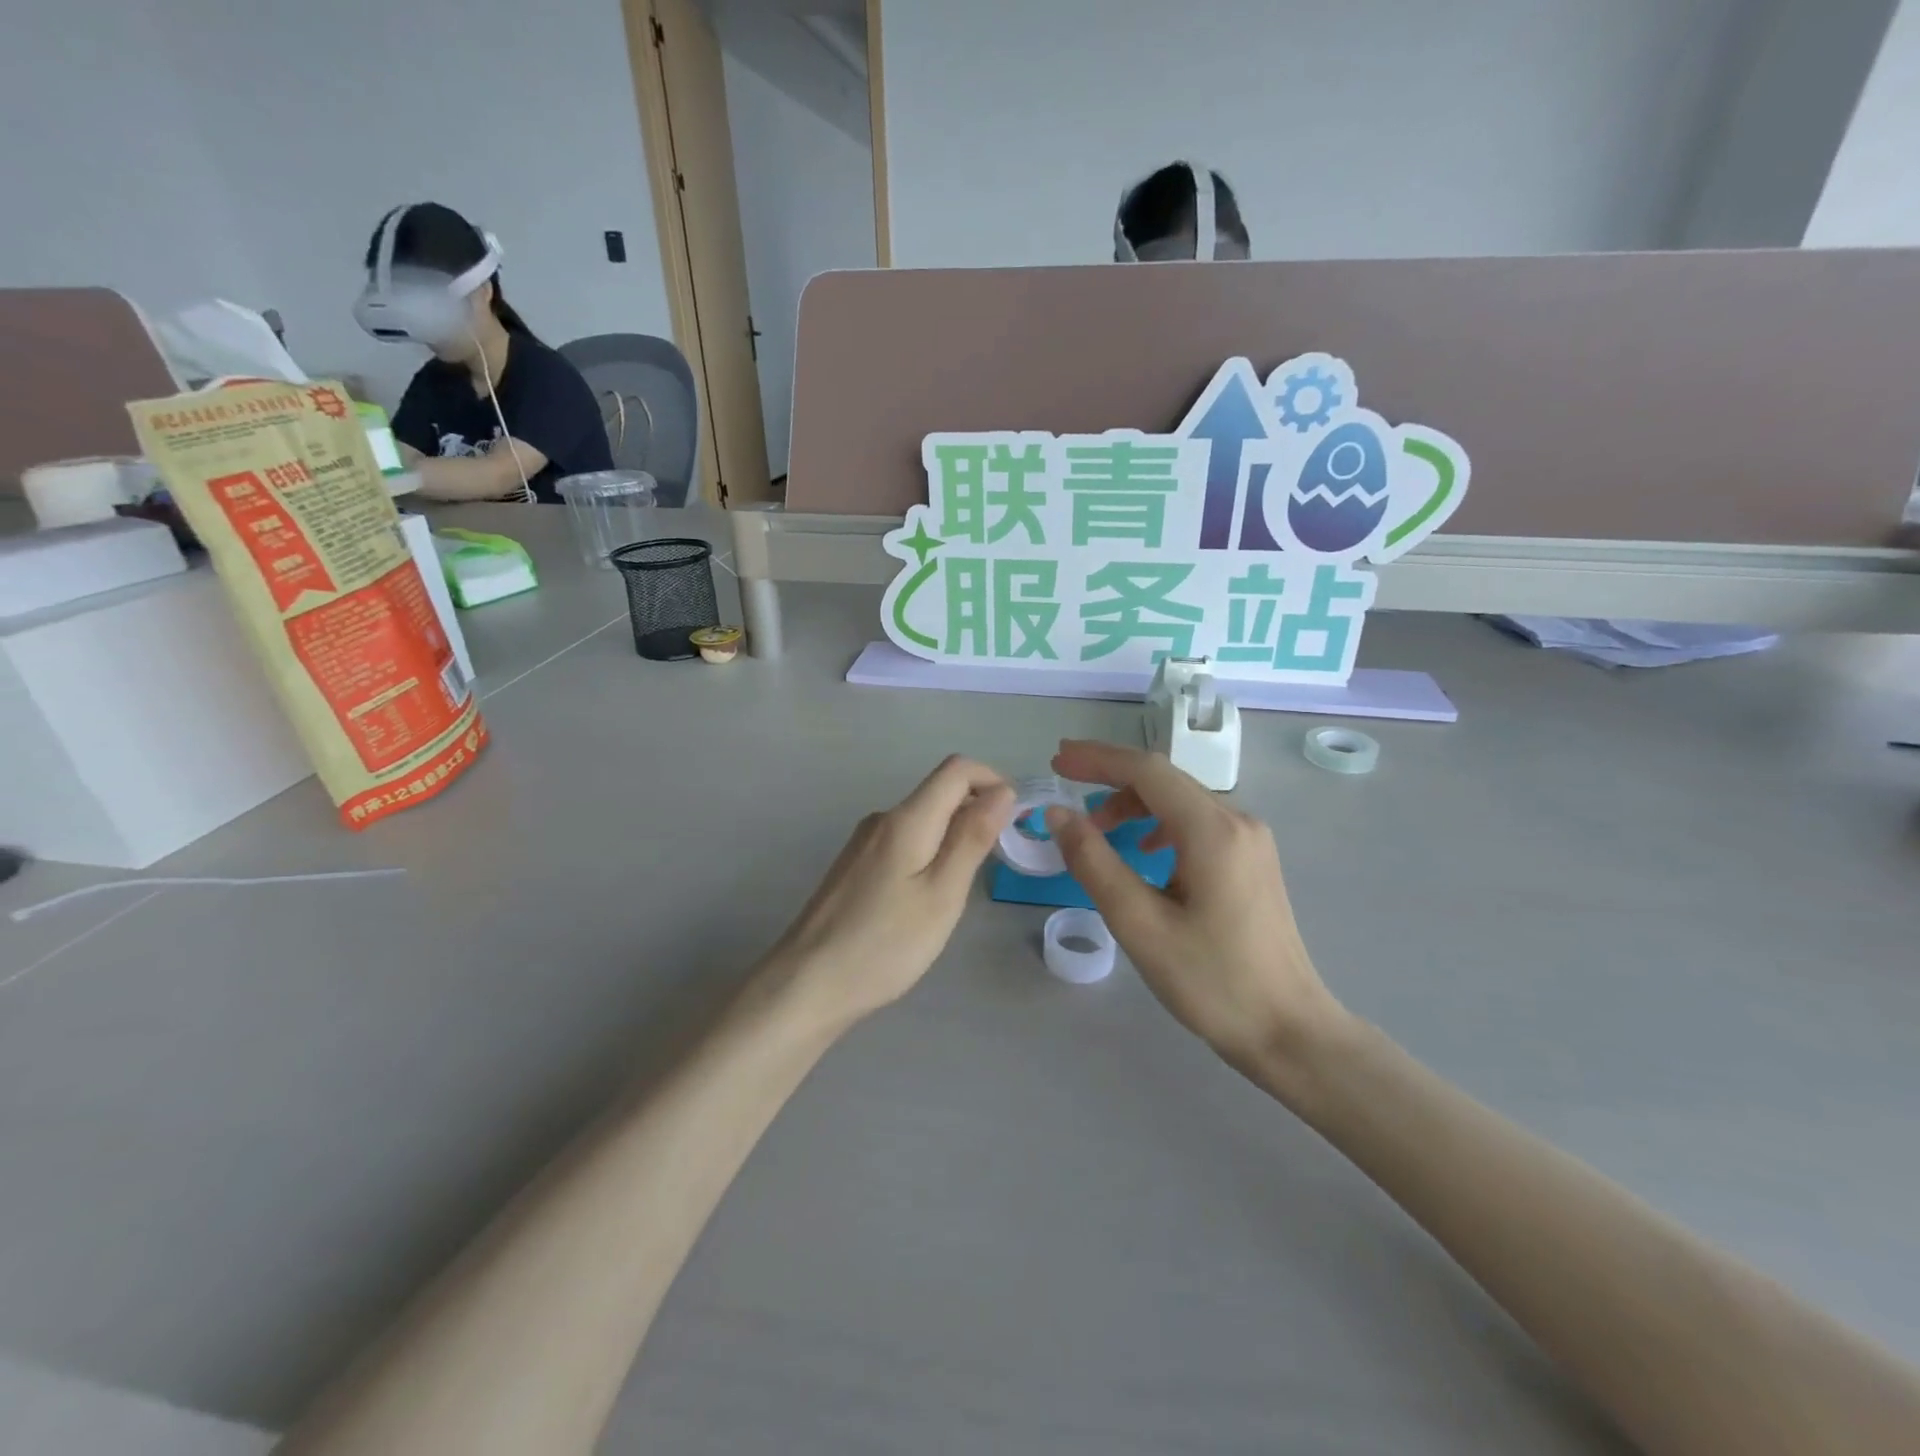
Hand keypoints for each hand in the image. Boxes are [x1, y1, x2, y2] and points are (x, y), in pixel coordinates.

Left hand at [761, 756, 1014, 1029]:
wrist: (807, 984)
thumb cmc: (884, 944)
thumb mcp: (942, 894)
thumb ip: (972, 838)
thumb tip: (1002, 790)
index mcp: (905, 819)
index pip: (957, 769)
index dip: (993, 781)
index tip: (1012, 822)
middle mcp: (882, 819)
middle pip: (939, 792)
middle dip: (976, 812)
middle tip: (992, 865)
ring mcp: (863, 843)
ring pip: (922, 820)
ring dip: (953, 837)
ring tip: (958, 892)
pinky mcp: (854, 866)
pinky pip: (903, 842)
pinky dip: (928, 854)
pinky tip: (924, 901)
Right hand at [1044, 740, 1346, 1074]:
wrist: (1289, 1032)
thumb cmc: (1212, 981)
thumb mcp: (1139, 924)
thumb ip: (1094, 862)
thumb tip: (1058, 815)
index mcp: (1213, 830)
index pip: (1147, 770)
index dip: (1098, 759)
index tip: (1057, 760)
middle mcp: (1238, 821)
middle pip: (1165, 779)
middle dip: (1111, 775)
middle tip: (1065, 781)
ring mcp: (1251, 841)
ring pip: (1181, 800)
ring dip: (1134, 803)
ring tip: (1096, 828)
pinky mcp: (1252, 861)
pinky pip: (1197, 823)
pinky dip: (1159, 824)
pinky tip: (1144, 851)